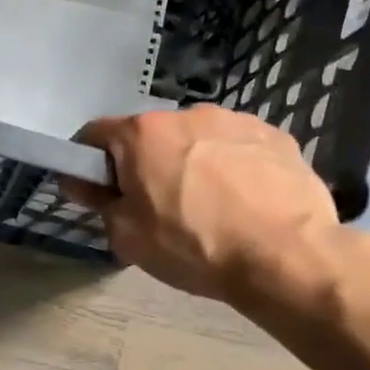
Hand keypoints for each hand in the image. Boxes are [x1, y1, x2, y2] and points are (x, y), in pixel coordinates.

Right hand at [63, 105, 343, 314]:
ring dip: (190, 163)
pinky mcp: (276, 136)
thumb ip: (99, 203)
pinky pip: (236, 148)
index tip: (93, 190)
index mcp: (142, 134)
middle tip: (154, 207)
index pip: (94, 135)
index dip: (85, 162)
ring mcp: (235, 120)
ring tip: (207, 207)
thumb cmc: (193, 246)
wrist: (285, 255)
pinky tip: (242, 203)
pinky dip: (230, 168)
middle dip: (144, 164)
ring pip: (196, 140)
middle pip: (149, 136)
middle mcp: (187, 113)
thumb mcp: (128, 237)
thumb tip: (83, 183)